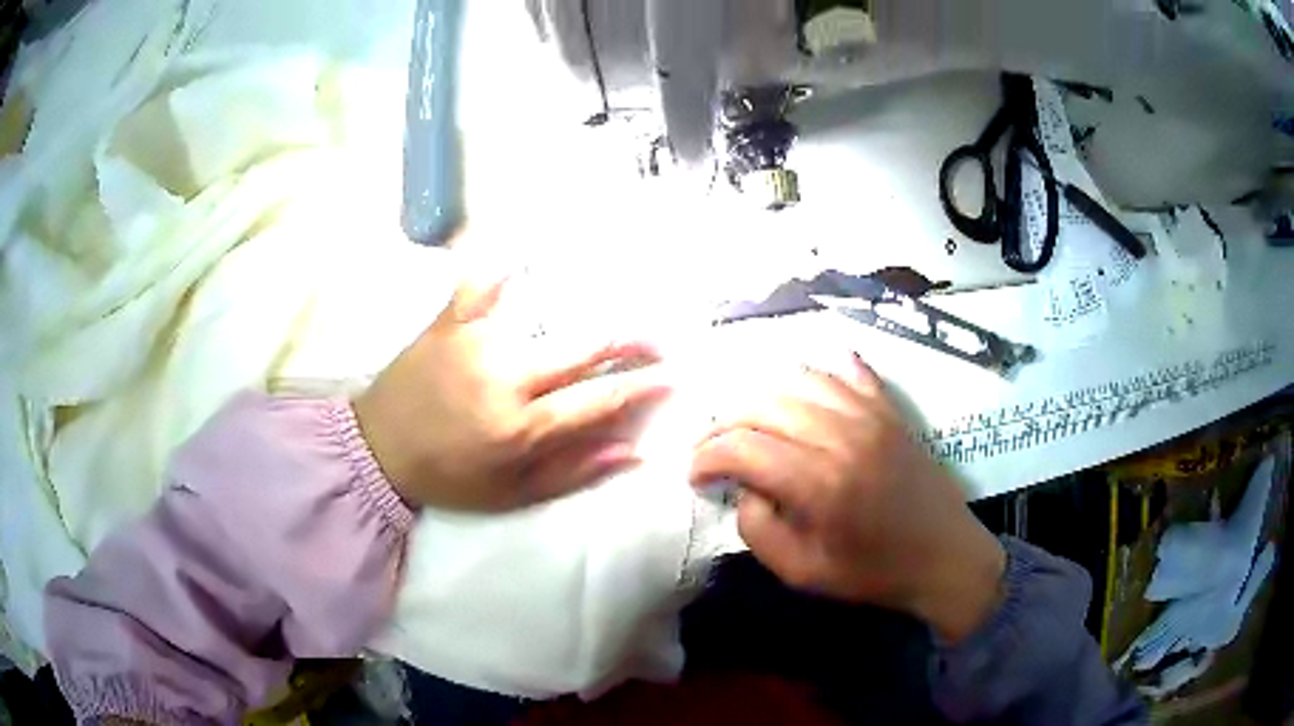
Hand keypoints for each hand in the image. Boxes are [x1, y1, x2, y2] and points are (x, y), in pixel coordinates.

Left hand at [354, 278, 669, 511]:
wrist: (378, 451)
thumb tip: (633, 453)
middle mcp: (504, 380)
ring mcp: (474, 344)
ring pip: (540, 313)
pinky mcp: (448, 323)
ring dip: (584, 302)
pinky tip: (523, 251)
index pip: (597, 402)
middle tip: (656, 336)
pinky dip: (501, 264)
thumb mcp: (512, 495)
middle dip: (628, 340)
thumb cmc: (449, 478)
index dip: (640, 388)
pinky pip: (479, 284)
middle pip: (580, 349)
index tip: (673, 376)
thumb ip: (573, 473)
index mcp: (521, 428)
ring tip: (615, 289)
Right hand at [690, 355, 1004, 642]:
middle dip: (724, 423)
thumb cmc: (873, 572)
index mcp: (819, 482)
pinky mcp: (889, 409)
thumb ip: (758, 530)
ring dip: (763, 395)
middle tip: (713, 449)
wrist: (945, 556)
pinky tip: (803, 391)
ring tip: (750, 423)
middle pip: (763, 403)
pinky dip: (818, 374)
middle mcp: (842, 434)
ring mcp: (870, 414)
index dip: (706, 456)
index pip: (742, 446)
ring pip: (799, 377)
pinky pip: (847, 372)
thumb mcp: (801, 572)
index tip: (696, 475)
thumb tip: (744, 488)